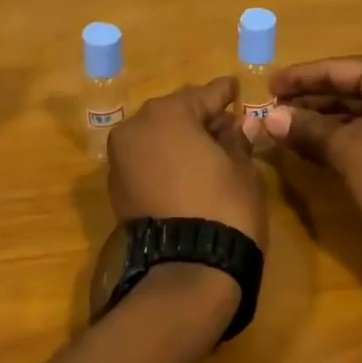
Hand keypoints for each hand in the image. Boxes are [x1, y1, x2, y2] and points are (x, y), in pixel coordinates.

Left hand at [108, 77, 267, 249]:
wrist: (187, 273)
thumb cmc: (223, 206)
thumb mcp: (242, 168)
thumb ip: (238, 140)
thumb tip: (243, 125)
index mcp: (167, 113)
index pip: (204, 95)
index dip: (224, 94)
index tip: (235, 88)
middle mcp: (137, 128)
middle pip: (176, 114)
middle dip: (201, 118)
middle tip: (227, 123)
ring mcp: (122, 160)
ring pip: (158, 137)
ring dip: (182, 140)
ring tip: (211, 148)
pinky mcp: (118, 190)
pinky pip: (148, 161)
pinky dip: (166, 161)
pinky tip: (189, 169)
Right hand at [263, 56, 361, 277]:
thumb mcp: (345, 151)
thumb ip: (307, 128)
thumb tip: (269, 117)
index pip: (338, 69)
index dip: (300, 78)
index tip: (268, 84)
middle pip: (351, 86)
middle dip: (312, 100)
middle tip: (273, 108)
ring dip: (327, 120)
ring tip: (288, 128)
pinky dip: (349, 134)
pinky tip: (319, 146)